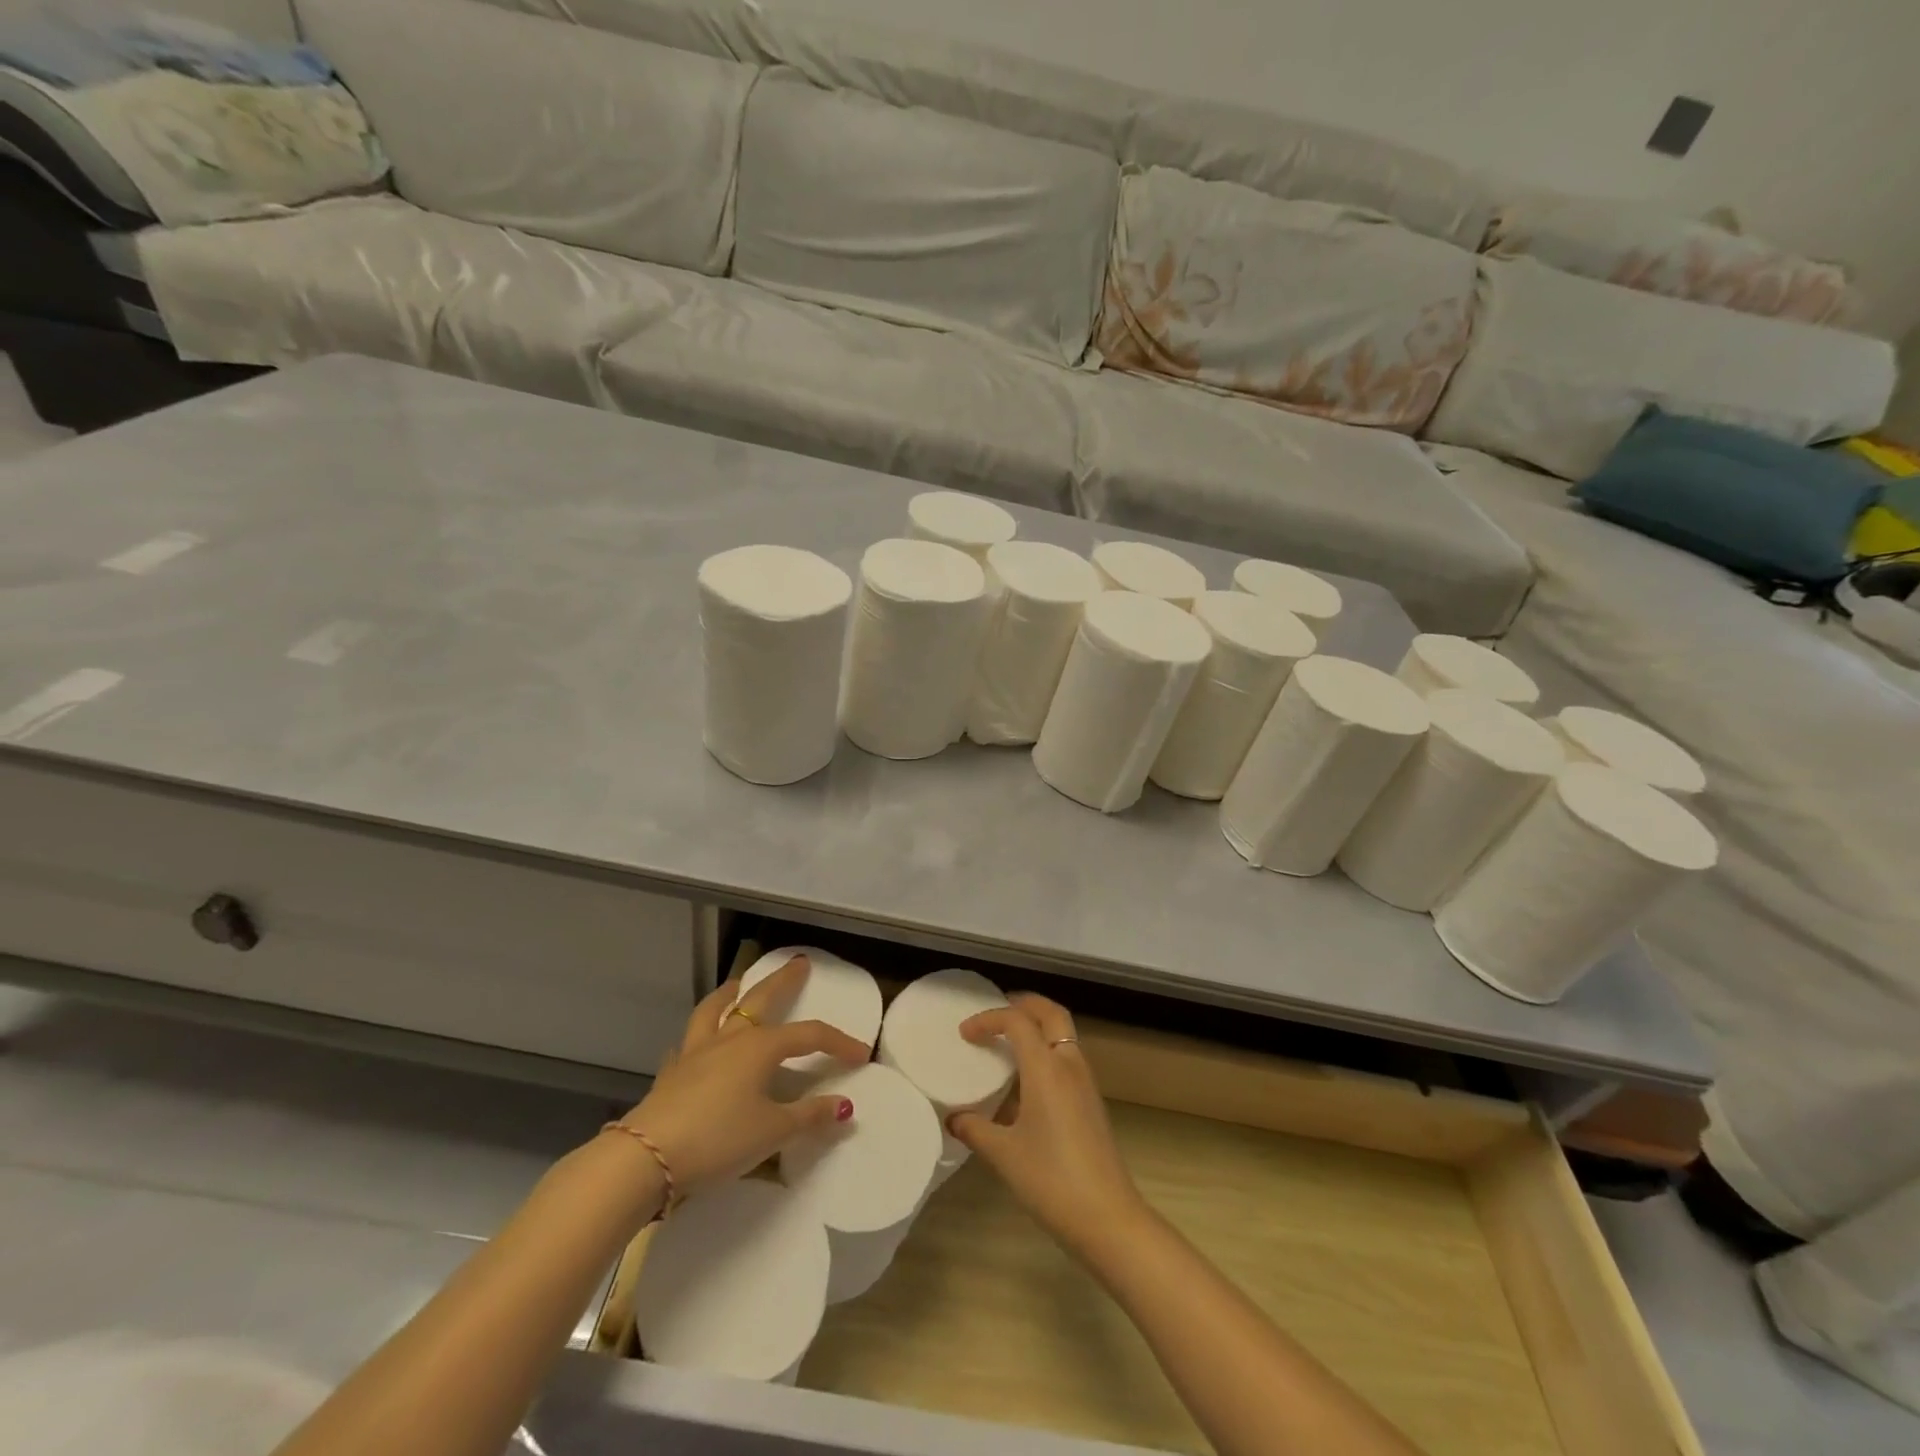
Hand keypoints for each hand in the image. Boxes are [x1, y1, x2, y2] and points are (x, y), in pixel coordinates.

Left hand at [618, 955, 868, 1198]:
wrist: (646, 1158)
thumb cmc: (719, 1139)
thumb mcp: (773, 1131)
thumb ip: (809, 1116)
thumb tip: (844, 1107)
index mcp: (760, 1047)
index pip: (810, 1035)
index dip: (838, 1042)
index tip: (860, 1053)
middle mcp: (729, 1039)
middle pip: (760, 1000)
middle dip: (783, 981)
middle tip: (798, 963)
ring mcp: (696, 1052)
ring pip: (715, 1010)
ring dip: (730, 994)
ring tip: (739, 984)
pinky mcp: (671, 1073)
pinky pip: (688, 1043)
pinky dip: (698, 1036)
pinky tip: (696, 1044)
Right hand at [949, 994, 1147, 1254]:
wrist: (1108, 1218)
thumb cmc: (1051, 1180)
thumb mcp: (1004, 1154)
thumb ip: (975, 1129)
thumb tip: (954, 1119)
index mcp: (1046, 1068)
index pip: (1017, 1020)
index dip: (988, 1019)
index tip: (965, 1033)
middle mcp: (1069, 1064)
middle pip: (1051, 1013)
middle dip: (1024, 1003)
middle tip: (997, 1012)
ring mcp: (1085, 1082)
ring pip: (1063, 1034)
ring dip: (1038, 1027)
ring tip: (1008, 1042)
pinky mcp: (1092, 1101)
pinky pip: (1068, 1057)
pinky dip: (1047, 1050)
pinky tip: (1027, 1081)